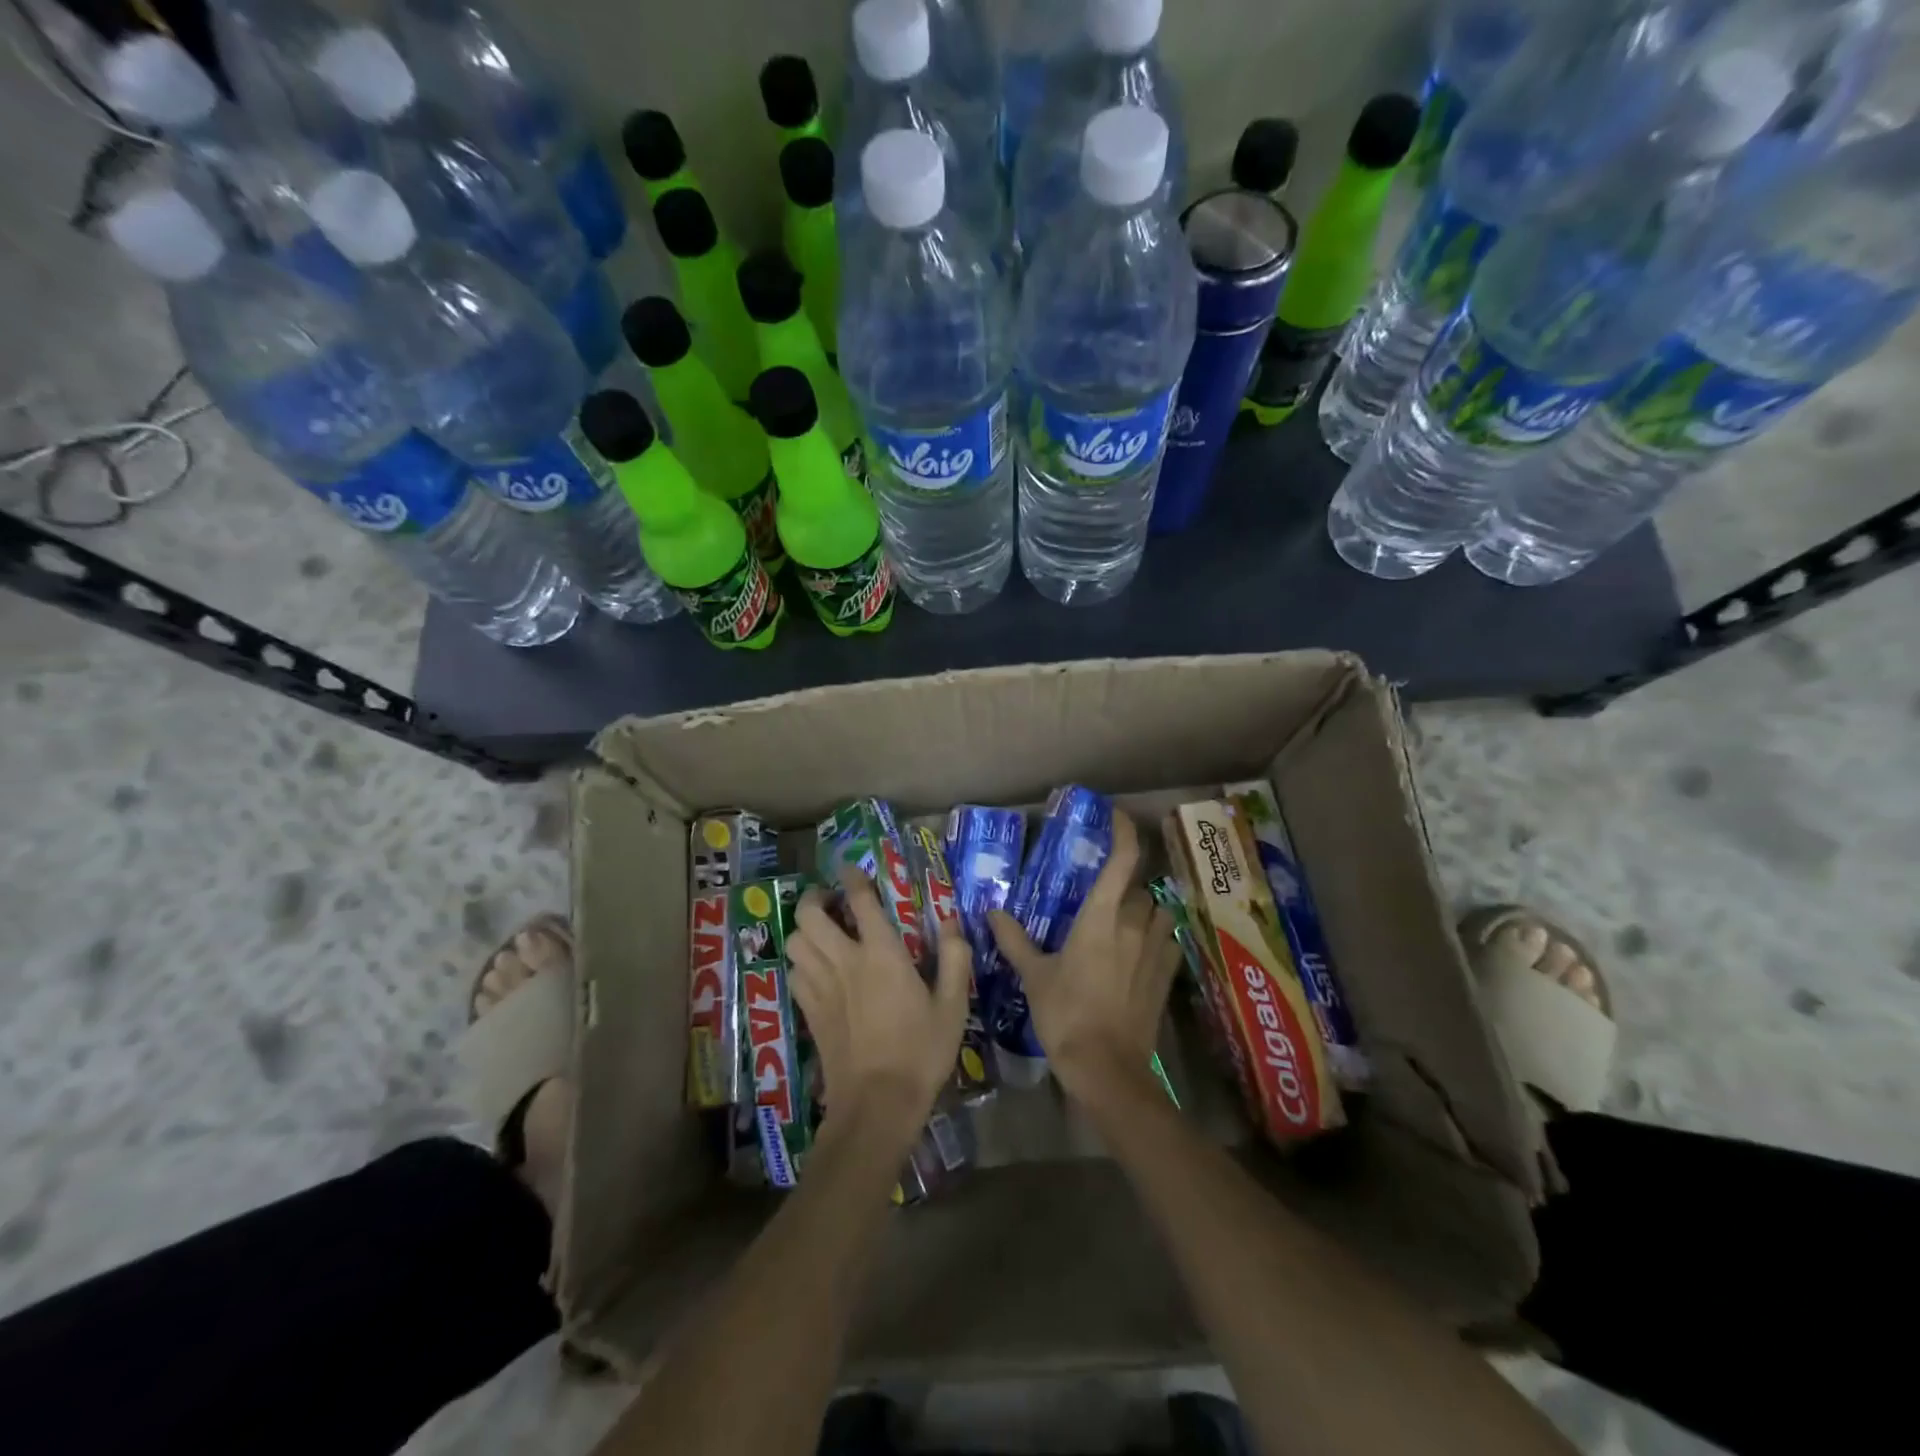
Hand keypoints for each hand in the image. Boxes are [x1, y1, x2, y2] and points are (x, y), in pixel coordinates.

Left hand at [789, 867, 969, 1151]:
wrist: (877, 1104)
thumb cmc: (921, 1051)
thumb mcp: (953, 1005)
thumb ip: (955, 957)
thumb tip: (950, 921)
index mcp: (881, 954)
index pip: (860, 900)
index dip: (853, 877)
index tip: (853, 869)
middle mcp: (844, 961)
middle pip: (809, 914)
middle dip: (815, 898)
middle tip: (833, 902)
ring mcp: (821, 987)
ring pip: (795, 941)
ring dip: (805, 928)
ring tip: (823, 932)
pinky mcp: (809, 1011)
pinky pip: (794, 972)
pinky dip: (802, 960)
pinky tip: (818, 968)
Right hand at [989, 810, 1181, 1108]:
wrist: (1107, 1068)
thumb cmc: (1066, 1014)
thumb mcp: (1034, 976)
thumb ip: (1014, 940)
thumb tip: (992, 912)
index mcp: (1101, 918)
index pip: (1122, 861)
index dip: (1123, 832)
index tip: (1115, 815)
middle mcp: (1134, 926)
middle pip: (1140, 888)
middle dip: (1125, 886)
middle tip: (1101, 896)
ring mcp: (1156, 952)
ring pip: (1160, 913)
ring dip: (1145, 911)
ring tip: (1124, 923)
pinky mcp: (1167, 977)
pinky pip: (1168, 944)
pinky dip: (1157, 940)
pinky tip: (1140, 953)